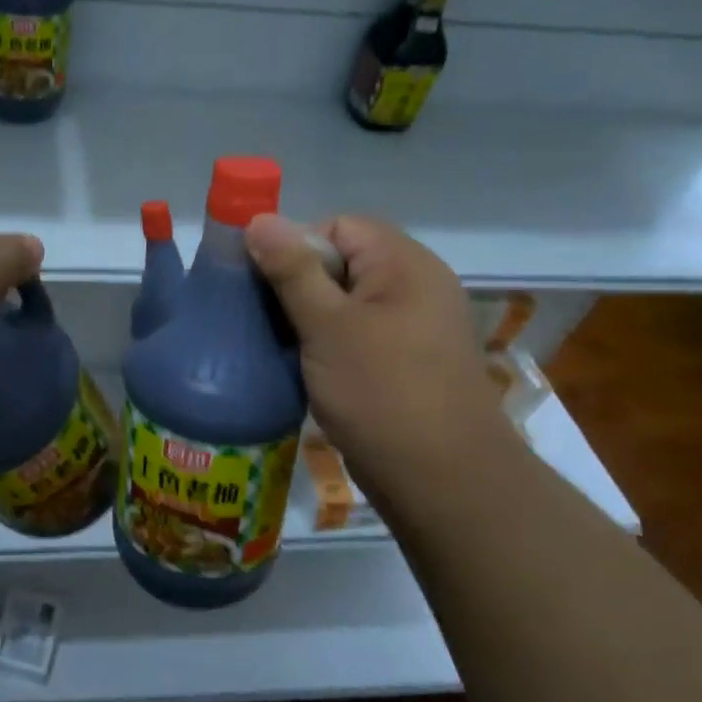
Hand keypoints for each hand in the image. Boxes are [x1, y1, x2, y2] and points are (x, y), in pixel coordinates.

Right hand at [245, 214, 519, 493]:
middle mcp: (416, 286)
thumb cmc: (382, 393)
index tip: (266, 287)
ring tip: (279, 347)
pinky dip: (329, 346)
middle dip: (298, 287)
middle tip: (265, 319)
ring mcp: (415, 327)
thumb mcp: (327, 326)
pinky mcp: (408, 363)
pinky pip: (359, 336)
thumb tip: (259, 219)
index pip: (339, 226)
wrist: (443, 481)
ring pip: (347, 304)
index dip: (297, 247)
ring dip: (310, 320)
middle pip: (343, 263)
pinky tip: (305, 370)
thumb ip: (292, 270)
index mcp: (404, 264)